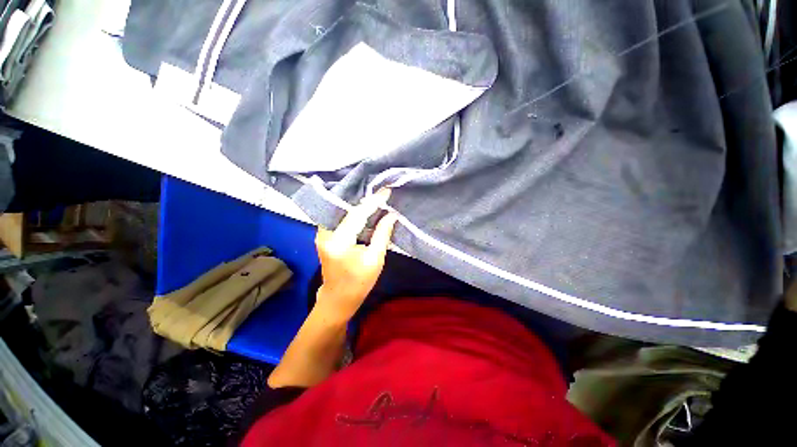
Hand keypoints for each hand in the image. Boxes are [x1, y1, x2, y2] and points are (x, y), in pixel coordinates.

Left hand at [314, 189, 397, 323]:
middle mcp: (324, 234)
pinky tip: (364, 210)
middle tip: (381, 193)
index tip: (386, 191)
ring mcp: (321, 234)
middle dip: (365, 200)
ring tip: (375, 198)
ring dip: (358, 205)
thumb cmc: (359, 283)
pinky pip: (339, 218)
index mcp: (339, 242)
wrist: (338, 299)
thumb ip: (382, 234)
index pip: (357, 214)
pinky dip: (352, 213)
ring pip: (342, 212)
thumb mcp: (375, 259)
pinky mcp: (323, 236)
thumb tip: (391, 214)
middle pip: (346, 210)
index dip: (373, 202)